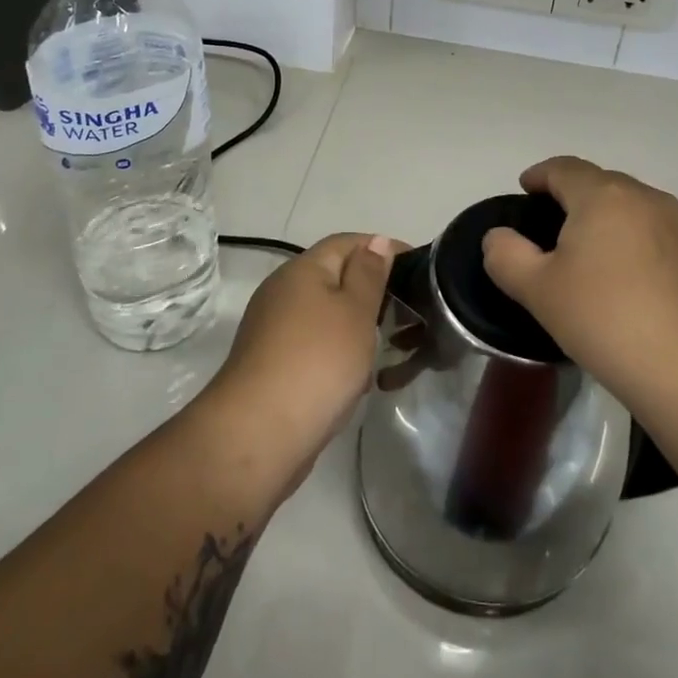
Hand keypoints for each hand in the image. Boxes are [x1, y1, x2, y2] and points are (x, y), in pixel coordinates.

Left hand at [204, 234, 400, 483]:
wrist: (258, 434)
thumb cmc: (317, 361)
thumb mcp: (355, 311)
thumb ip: (369, 274)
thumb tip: (376, 242)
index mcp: (302, 269)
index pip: (348, 243)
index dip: (383, 249)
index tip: (419, 268)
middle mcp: (283, 291)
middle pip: (335, 277)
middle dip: (372, 290)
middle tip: (409, 310)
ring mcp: (273, 330)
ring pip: (326, 315)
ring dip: (357, 326)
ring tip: (389, 346)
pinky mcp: (272, 365)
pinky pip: (314, 346)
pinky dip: (339, 354)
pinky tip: (358, 378)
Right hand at [482, 157, 677, 408]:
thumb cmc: (607, 321)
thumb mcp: (539, 292)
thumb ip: (507, 256)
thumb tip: (499, 238)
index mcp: (603, 197)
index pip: (565, 168)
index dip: (541, 174)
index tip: (526, 188)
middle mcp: (649, 200)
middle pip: (605, 186)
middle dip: (579, 200)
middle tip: (559, 230)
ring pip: (641, 213)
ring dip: (617, 226)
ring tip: (603, 262)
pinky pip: (670, 243)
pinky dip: (650, 253)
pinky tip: (645, 292)